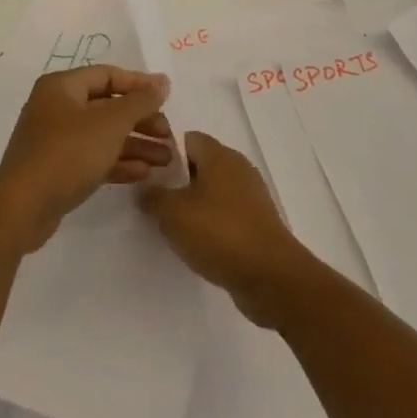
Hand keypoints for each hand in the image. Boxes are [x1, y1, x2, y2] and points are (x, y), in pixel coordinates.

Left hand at [0, 66, 172, 252]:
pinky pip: (94, 157)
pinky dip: (118, 162)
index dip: (139, 84)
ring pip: (103, 135)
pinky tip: (144, 173)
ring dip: (135, 144)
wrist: (23, 207)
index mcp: (62, 87)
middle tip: (168, 135)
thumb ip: (139, 101)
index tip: (167, 98)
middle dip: (141, 120)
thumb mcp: (110, 124)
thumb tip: (162, 82)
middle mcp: (57, 107)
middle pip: (107, 106)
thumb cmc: (67, 153)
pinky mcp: (58, 168)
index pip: (107, 75)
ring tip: (167, 159)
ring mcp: (56, 139)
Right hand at [141, 131, 311, 327]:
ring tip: (177, 226)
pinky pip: (229, 213)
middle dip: (180, 181)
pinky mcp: (259, 222)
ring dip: (196, 204)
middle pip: (202, 164)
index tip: (151, 175)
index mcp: (219, 155)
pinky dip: (214, 223)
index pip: (188, 139)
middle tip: (159, 202)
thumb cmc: (219, 233)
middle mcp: (238, 168)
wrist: (271, 277)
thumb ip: (153, 197)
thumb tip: (145, 189)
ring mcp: (252, 195)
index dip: (167, 153)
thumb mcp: (173, 214)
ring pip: (215, 190)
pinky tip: (201, 243)